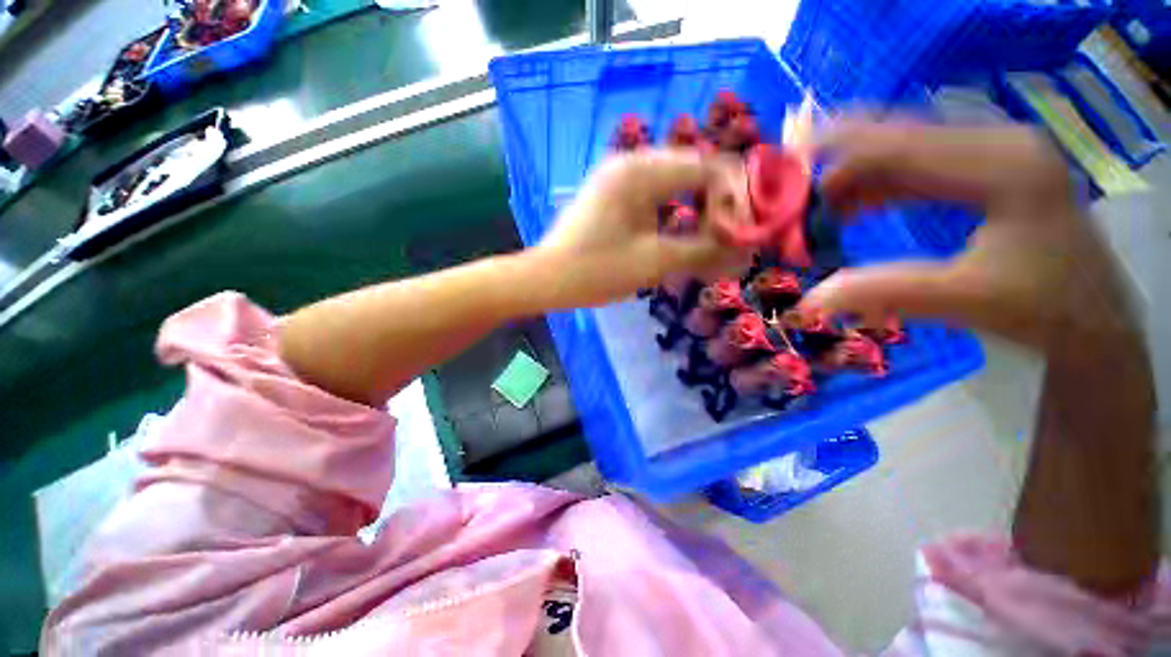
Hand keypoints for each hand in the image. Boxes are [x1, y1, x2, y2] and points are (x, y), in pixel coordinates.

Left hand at [534, 148, 752, 307]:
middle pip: (694, 170)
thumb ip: (704, 251)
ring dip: (698, 206)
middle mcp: (631, 162)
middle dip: (718, 203)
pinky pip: (656, 193)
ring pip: (676, 182)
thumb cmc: (596, 271)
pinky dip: (675, 211)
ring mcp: (619, 177)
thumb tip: (746, 248)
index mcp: (641, 171)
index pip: (708, 167)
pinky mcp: (613, 193)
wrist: (547, 279)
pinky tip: (681, 232)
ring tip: (710, 238)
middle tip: (730, 237)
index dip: (735, 197)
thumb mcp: (654, 262)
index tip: (744, 231)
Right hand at [798, 120, 1130, 348]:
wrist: (1095, 321)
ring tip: (815, 212)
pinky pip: (916, 167)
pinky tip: (852, 209)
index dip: (837, 145)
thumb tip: (807, 301)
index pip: (902, 141)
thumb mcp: (966, 301)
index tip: (785, 158)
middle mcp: (998, 143)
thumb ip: (885, 292)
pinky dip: (876, 187)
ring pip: (904, 151)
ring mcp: (994, 153)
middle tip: (792, 199)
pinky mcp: (988, 169)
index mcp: (1002, 164)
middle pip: (899, 137)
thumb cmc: (1045, 309)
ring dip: (854, 179)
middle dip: (839, 165)